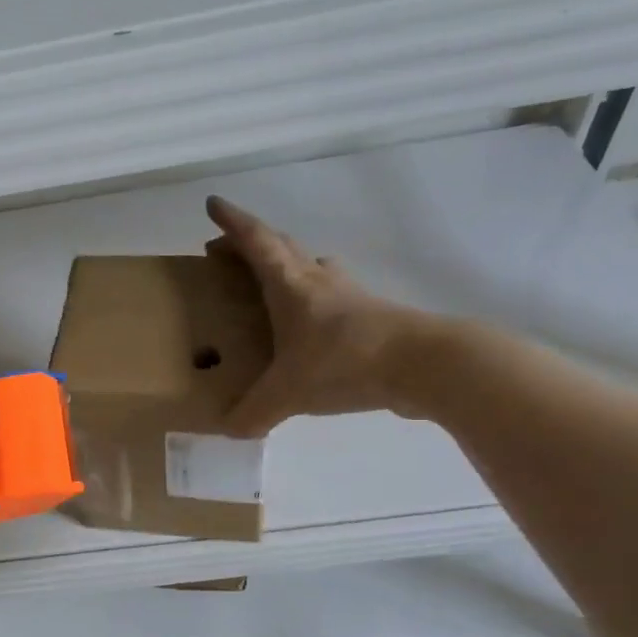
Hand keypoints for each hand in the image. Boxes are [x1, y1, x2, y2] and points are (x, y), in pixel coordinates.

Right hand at [205, 195, 444, 435]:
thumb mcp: (288, 393)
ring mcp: (348, 295)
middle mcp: (317, 281)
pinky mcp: (370, 315)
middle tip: (226, 252)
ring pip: (312, 266)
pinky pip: (332, 295)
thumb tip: (227, 431)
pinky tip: (313, 323)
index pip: (256, 242)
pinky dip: (314, 299)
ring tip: (270, 282)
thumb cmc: (345, 361)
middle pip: (281, 247)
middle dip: (250, 244)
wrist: (424, 364)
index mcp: (290, 285)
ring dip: (287, 265)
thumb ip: (254, 413)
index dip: (232, 222)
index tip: (213, 204)